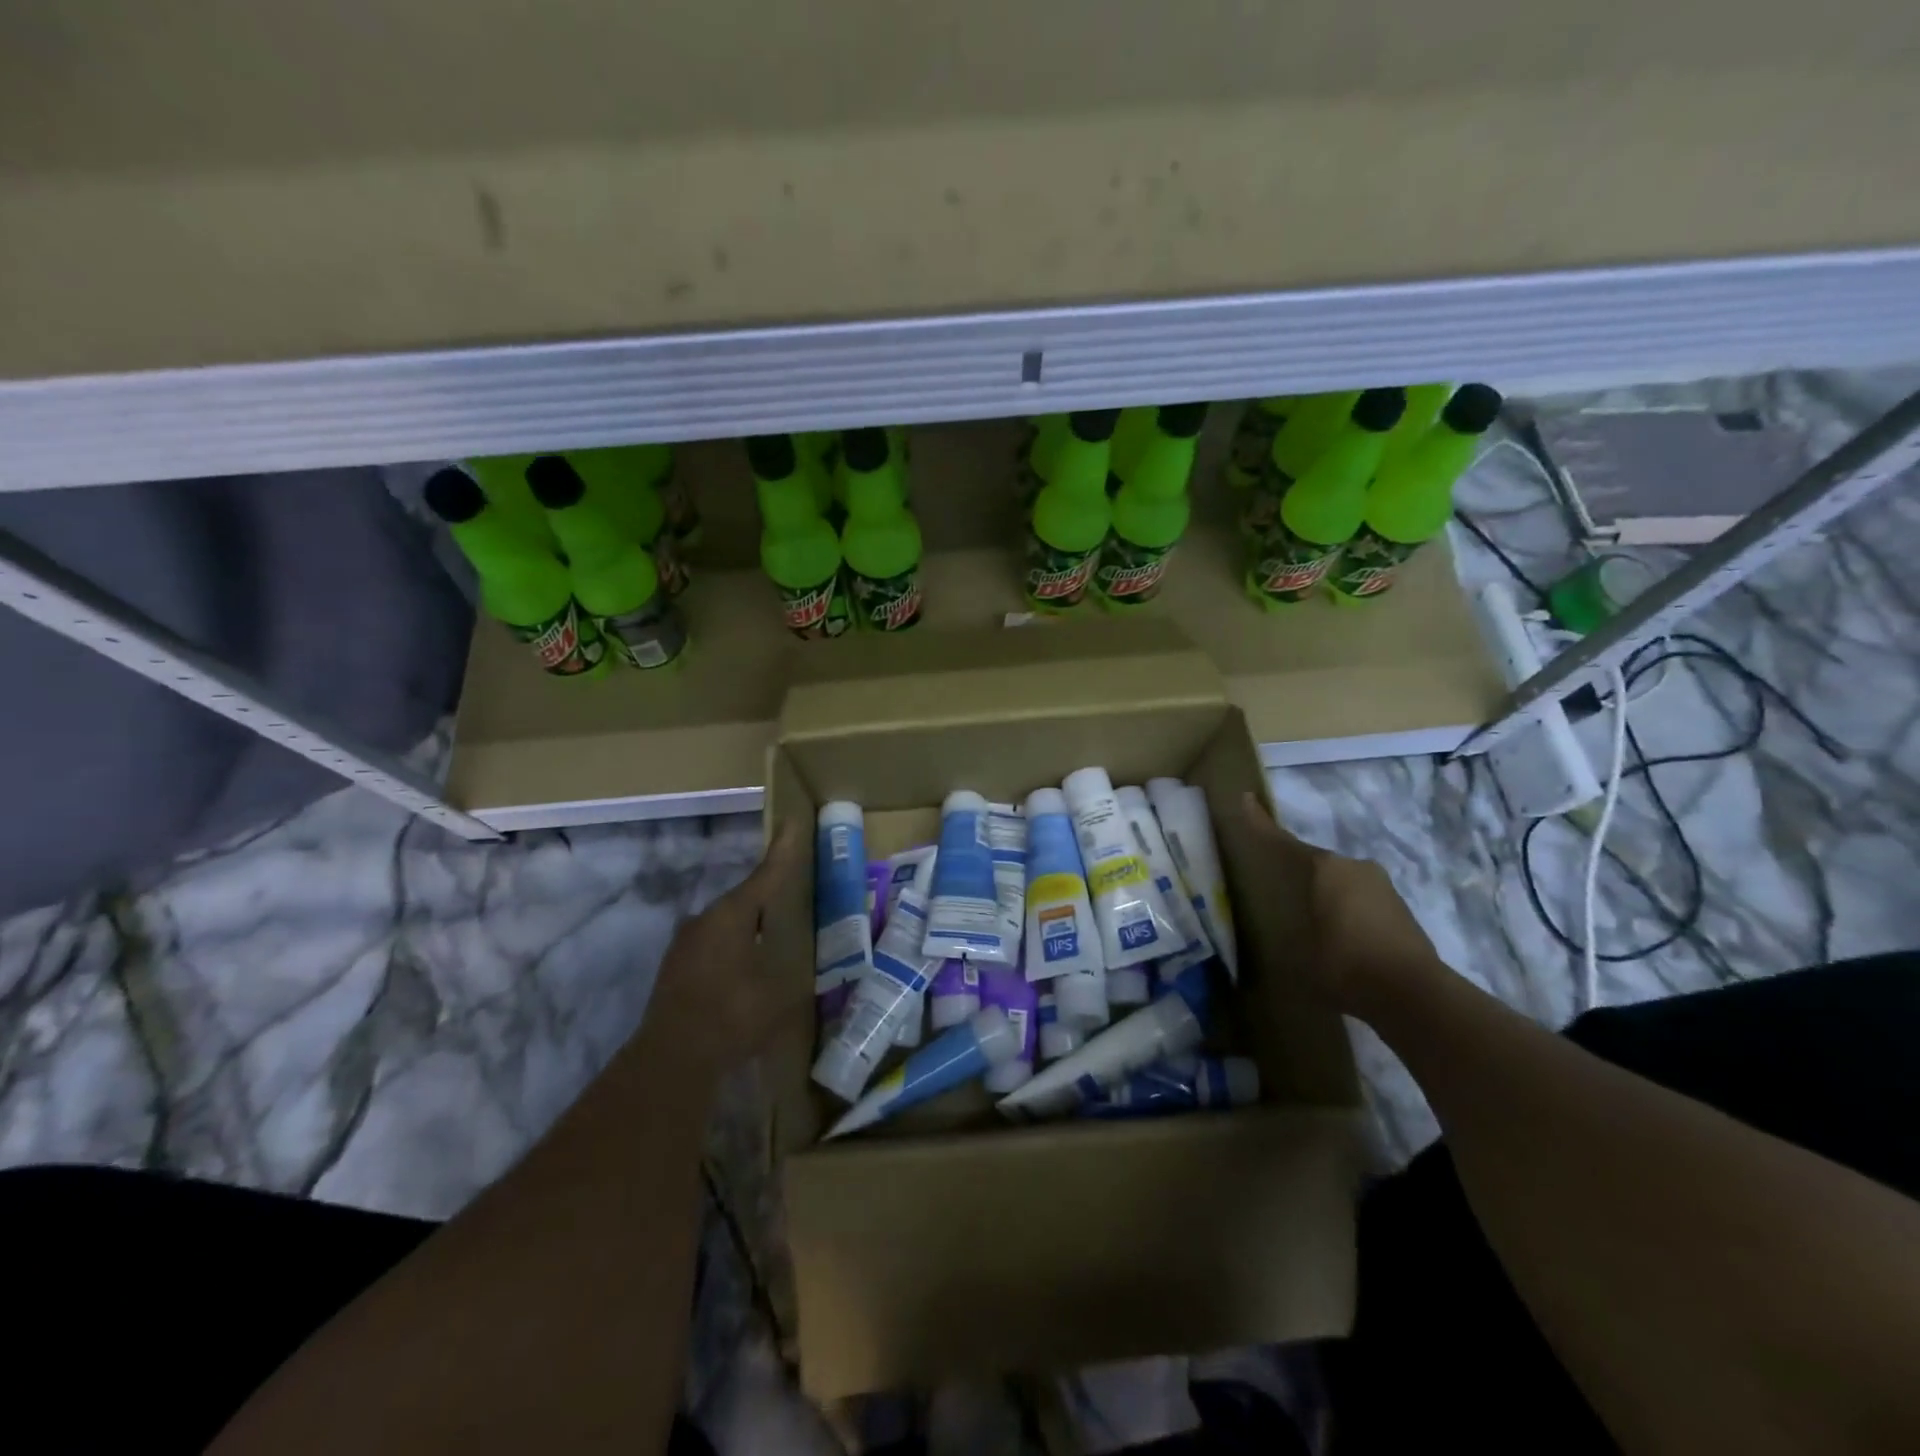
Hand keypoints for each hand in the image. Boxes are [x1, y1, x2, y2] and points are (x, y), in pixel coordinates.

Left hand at [641, 822, 807, 1079]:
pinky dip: (736, 947)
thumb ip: (796, 967)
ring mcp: (686, 944)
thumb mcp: (781, 990)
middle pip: (745, 899)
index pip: (766, 874)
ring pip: (728, 924)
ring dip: (751, 926)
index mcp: (731, 915)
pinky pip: (715, 945)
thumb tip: (809, 959)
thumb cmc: (733, 1015)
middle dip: (769, 896)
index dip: (783, 851)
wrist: (672, 1059)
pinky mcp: (677, 968)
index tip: (792, 822)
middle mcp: (705, 920)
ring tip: (775, 936)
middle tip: (794, 895)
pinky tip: (748, 967)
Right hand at [1239, 792, 1444, 1020]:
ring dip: (1328, 897)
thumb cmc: (1344, 963)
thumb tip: (1280, 934)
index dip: (1261, 823)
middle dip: (1300, 874)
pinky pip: (1363, 901)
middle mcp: (1355, 867)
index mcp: (1326, 868)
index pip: (1283, 842)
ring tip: (1312, 921)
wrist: (1413, 994)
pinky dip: (1348, 912)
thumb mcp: (1300, 950)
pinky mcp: (1402, 909)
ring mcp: (1383, 887)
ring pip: (1343, 883)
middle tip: (1281, 890)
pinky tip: (1342, 938)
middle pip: (1318, 864)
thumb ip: (1289, 930)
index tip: (1247, 799)